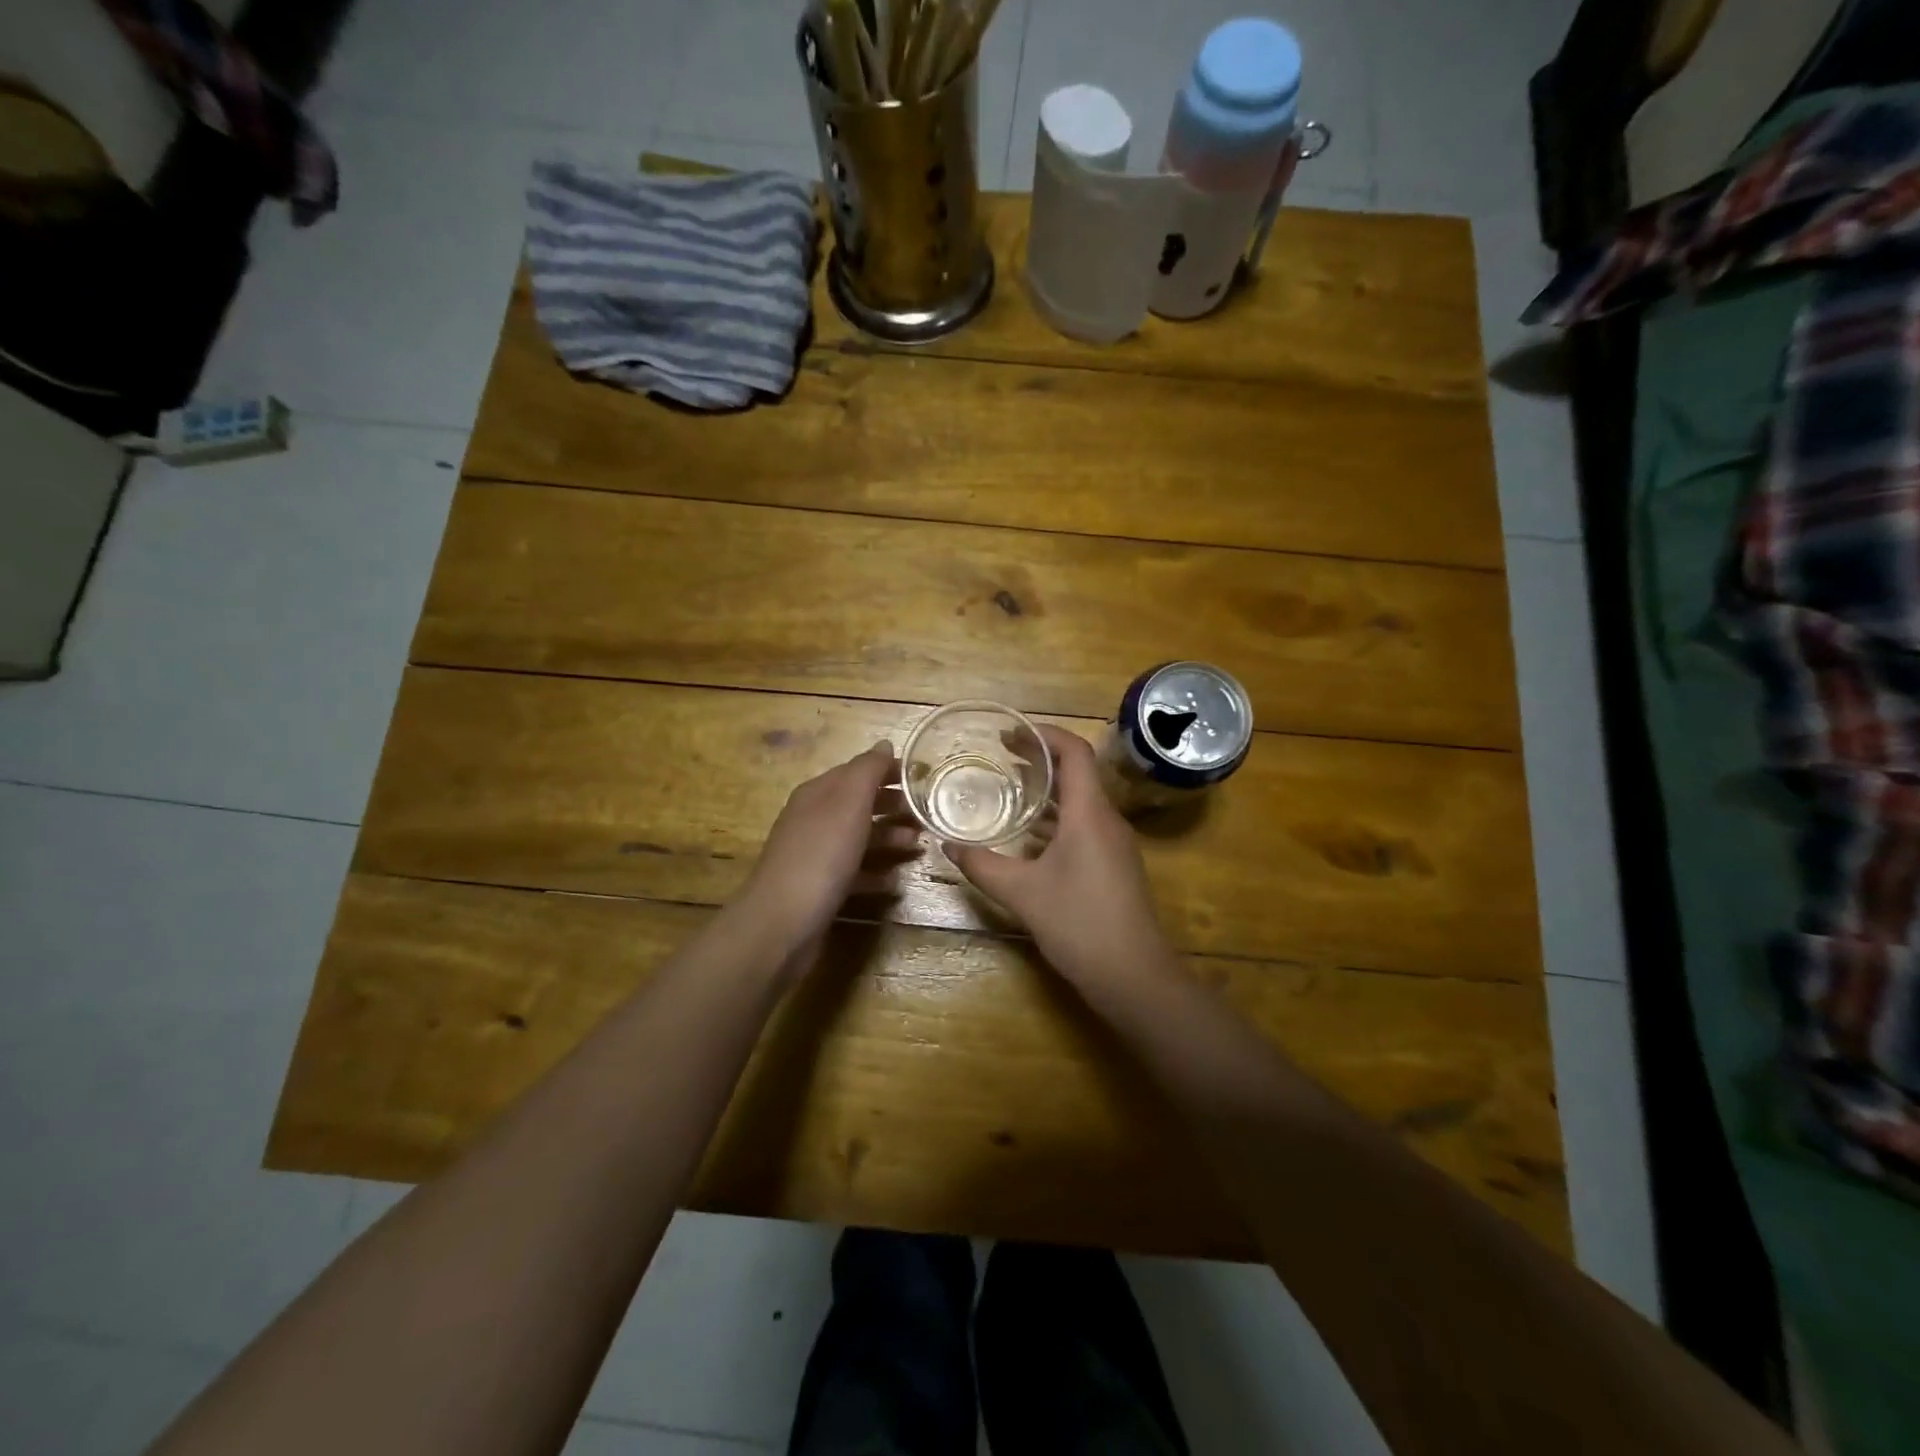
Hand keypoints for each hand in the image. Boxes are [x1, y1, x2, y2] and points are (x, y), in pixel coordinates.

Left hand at [737, 741, 918, 954]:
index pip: (857, 771)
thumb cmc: (821, 855)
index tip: (924, 778)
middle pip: (859, 805)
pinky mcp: (820, 888)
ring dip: (889, 839)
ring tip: (918, 845)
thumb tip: (884, 745)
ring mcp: (815, 855)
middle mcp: (813, 819)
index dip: (889, 772)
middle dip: (893, 806)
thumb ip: (868, 771)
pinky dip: (875, 873)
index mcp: (818, 793)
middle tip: (927, 814)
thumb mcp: (848, 803)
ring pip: (859, 838)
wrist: (782, 922)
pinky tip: (895, 882)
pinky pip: (854, 873)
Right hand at [944, 726, 1177, 994]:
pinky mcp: (1115, 865)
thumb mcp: (1022, 893)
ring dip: (1049, 790)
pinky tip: (1030, 835)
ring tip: (1011, 788)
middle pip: (1078, 773)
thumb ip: (983, 866)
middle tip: (1001, 756)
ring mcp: (1115, 843)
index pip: (1074, 752)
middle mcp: (1107, 820)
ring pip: (1082, 801)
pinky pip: (1085, 824)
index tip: (1011, 733)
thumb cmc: (1079, 924)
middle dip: (1041, 760)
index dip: (1044, 735)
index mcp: (1090, 813)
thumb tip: (947, 846)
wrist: (1134, 976)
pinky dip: (1058, 818)